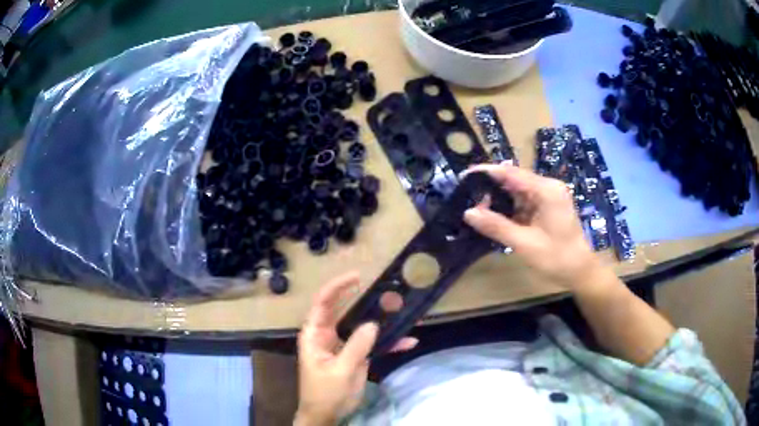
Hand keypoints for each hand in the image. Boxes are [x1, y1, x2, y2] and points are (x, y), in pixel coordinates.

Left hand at [295, 272, 417, 425]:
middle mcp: (328, 335)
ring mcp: (344, 346)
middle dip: (367, 302)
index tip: (358, 277)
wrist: (327, 415)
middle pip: (346, 311)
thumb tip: (373, 323)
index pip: (323, 303)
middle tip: (388, 293)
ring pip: (363, 327)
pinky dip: (389, 343)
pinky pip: (373, 345)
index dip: (338, 287)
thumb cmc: (324, 393)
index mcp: (315, 334)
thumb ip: (356, 347)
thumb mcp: (340, 371)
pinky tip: (408, 341)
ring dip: (383, 321)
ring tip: (404, 312)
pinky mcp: (356, 356)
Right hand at [462, 164, 599, 291]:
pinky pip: (524, 201)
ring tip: (476, 207)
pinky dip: (509, 208)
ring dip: (498, 199)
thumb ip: (496, 226)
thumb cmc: (557, 258)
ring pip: (517, 191)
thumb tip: (468, 213)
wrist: (580, 272)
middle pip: (514, 179)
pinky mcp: (548, 206)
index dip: (486, 173)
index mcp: (546, 190)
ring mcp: (549, 196)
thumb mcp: (524, 243)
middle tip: (466, 198)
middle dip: (491, 188)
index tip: (463, 177)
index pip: (511, 173)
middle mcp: (548, 187)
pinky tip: (494, 216)